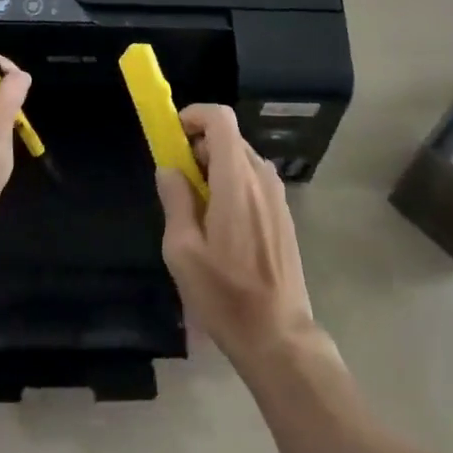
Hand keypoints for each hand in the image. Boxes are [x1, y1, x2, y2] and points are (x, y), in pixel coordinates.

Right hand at [155, 104, 323, 372]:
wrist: (280, 337)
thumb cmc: (226, 295)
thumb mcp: (183, 252)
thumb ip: (175, 200)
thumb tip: (169, 169)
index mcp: (236, 179)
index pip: (220, 118)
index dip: (194, 115)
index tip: (173, 135)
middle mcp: (261, 177)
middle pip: (229, 137)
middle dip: (199, 146)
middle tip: (178, 180)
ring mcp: (276, 195)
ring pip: (241, 159)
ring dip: (215, 168)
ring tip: (197, 209)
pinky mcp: (283, 213)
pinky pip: (253, 181)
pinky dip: (233, 184)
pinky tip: (222, 227)